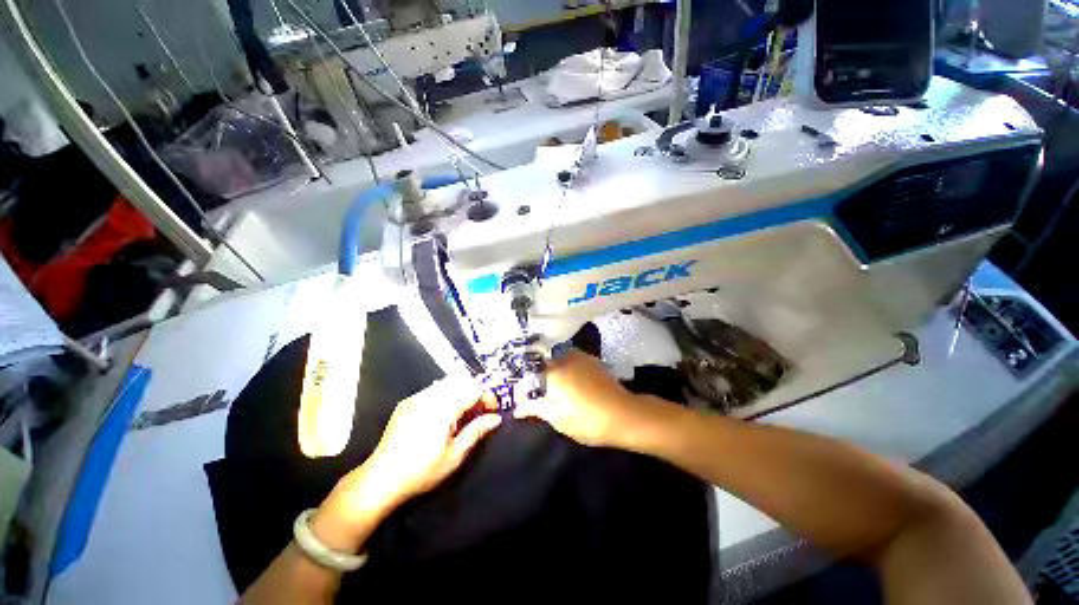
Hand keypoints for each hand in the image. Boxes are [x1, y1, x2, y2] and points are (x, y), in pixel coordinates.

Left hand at [313, 377, 499, 551]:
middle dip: (475, 393)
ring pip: (447, 383)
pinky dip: (444, 395)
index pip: (474, 389)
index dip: (487, 397)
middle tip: (478, 413)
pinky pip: (432, 389)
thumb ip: (476, 431)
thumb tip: (495, 418)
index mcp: (443, 408)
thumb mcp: (454, 456)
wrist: (380, 480)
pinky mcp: (406, 403)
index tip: (492, 410)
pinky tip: (442, 415)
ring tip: (461, 414)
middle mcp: (429, 396)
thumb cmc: (421, 471)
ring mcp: (416, 398)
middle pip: (462, 381)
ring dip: (460, 393)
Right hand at [514, 349, 672, 449]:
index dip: (521, 388)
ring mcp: (579, 356)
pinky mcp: (590, 359)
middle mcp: (564, 358)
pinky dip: (562, 366)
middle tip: (534, 393)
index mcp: (553, 373)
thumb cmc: (589, 421)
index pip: (528, 375)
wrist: (625, 414)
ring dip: (548, 369)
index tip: (520, 401)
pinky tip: (566, 379)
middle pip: (541, 363)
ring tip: (548, 386)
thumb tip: (517, 409)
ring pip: (555, 358)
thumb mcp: (559, 419)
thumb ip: (537, 408)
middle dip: (534, 377)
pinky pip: (569, 358)